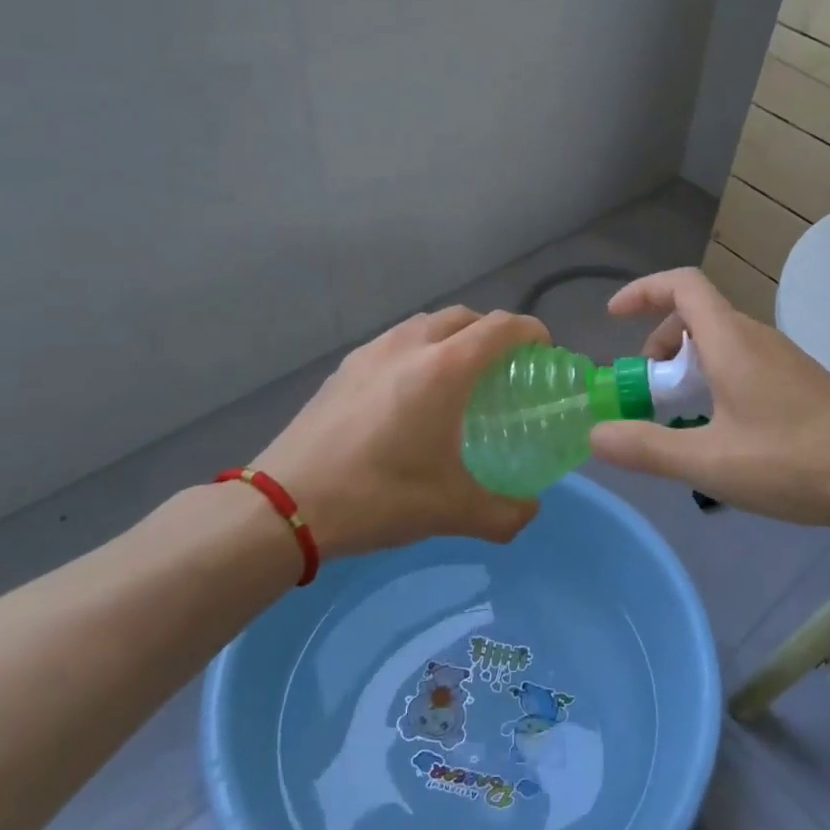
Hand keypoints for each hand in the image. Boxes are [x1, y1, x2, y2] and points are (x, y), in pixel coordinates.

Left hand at [251, 306, 548, 559]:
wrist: (284, 503)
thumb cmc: (378, 496)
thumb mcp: (451, 511)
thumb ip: (504, 513)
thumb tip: (530, 511)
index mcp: (444, 369)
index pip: (501, 327)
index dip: (530, 332)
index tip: (544, 353)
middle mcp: (410, 345)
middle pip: (464, 317)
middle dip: (492, 332)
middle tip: (504, 368)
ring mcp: (371, 352)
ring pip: (425, 324)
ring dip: (452, 337)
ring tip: (457, 378)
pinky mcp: (344, 368)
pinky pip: (395, 342)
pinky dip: (418, 351)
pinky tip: (408, 395)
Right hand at [588, 268, 829, 532]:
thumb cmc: (795, 462)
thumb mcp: (711, 462)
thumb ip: (648, 447)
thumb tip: (595, 433)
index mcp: (732, 341)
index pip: (682, 285)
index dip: (642, 291)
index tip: (613, 318)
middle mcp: (756, 338)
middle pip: (696, 314)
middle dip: (659, 342)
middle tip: (646, 389)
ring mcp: (782, 359)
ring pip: (720, 340)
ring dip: (687, 364)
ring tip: (679, 415)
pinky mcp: (798, 382)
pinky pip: (742, 361)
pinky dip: (714, 378)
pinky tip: (721, 429)